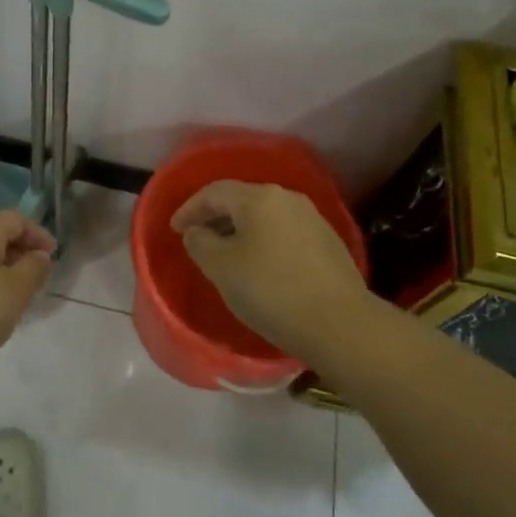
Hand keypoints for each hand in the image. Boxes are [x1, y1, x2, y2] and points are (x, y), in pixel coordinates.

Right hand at [171, 181, 369, 361]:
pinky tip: (260, 266)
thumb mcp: (221, 268)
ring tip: (226, 254)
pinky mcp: (328, 242)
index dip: (190, 208)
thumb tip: (197, 232)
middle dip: (215, 218)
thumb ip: (200, 243)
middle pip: (242, 200)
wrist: (340, 324)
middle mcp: (287, 198)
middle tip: (197, 239)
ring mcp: (312, 218)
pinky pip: (284, 233)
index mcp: (259, 197)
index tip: (175, 229)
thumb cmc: (271, 291)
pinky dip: (263, 242)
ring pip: (265, 217)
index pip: (214, 192)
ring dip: (240, 231)